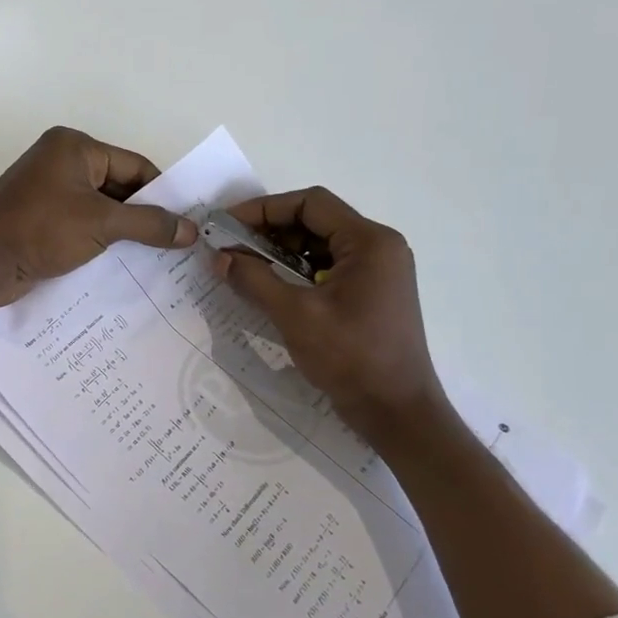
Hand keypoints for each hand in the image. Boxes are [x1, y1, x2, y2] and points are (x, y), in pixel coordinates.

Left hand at [0, 127, 197, 307]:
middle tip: (177, 243)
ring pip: (101, 209)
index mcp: (75, 147)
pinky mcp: (41, 219)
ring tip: (158, 257)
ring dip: (125, 231)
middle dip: (144, 215)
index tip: (187, 222)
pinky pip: (83, 224)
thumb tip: (191, 231)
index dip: (163, 193)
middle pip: (119, 186)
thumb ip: (149, 224)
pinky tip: (124, 263)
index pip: (134, 166)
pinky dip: (103, 240)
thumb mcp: (102, 223)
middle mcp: (62, 162)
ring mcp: (49, 192)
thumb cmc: (42, 229)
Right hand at [212, 188, 446, 434]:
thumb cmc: (351, 358)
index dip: (264, 208)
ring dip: (280, 252)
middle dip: (269, 231)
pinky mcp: (370, 293)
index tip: (228, 224)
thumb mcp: (295, 316)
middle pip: (315, 221)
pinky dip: (297, 272)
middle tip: (230, 246)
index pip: (311, 204)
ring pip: (319, 245)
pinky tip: (269, 286)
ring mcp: (377, 272)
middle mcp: (378, 248)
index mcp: (370, 242)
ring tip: (243, 266)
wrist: (397, 413)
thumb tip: (219, 257)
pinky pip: (327, 268)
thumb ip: (255, 280)